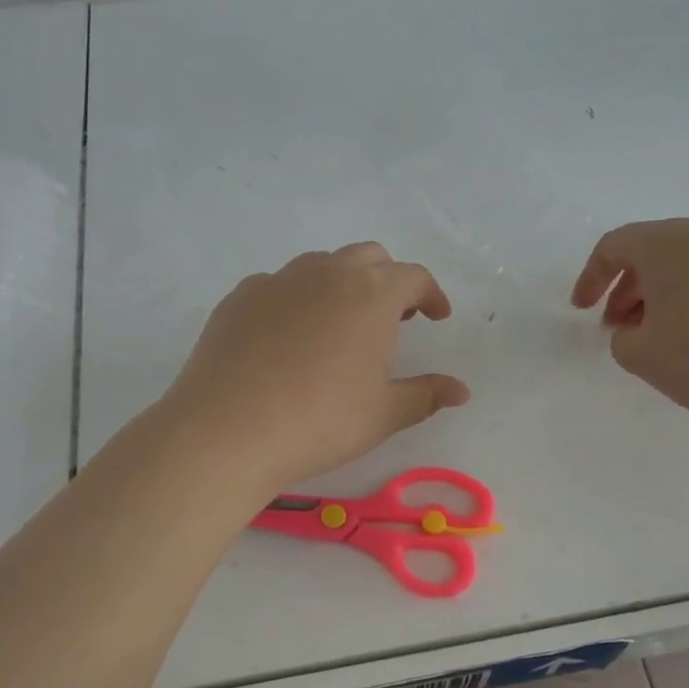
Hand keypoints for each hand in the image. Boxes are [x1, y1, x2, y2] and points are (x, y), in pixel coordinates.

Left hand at [159, 242, 469, 491]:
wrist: (227, 430)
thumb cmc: (319, 421)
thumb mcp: (382, 414)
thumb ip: (425, 395)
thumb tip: (461, 390)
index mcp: (370, 294)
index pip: (413, 276)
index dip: (431, 294)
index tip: (436, 317)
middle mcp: (326, 273)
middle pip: (368, 257)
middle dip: (388, 280)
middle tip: (393, 317)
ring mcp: (277, 280)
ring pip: (320, 265)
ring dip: (341, 283)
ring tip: (340, 324)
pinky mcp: (239, 297)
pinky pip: (278, 285)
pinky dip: (296, 298)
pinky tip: (288, 336)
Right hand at [570, 216, 688, 436]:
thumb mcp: (641, 356)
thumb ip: (622, 335)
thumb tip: (640, 326)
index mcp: (671, 242)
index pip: (615, 246)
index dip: (591, 278)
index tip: (583, 311)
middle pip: (656, 249)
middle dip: (631, 287)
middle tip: (622, 327)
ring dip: (669, 290)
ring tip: (666, 332)